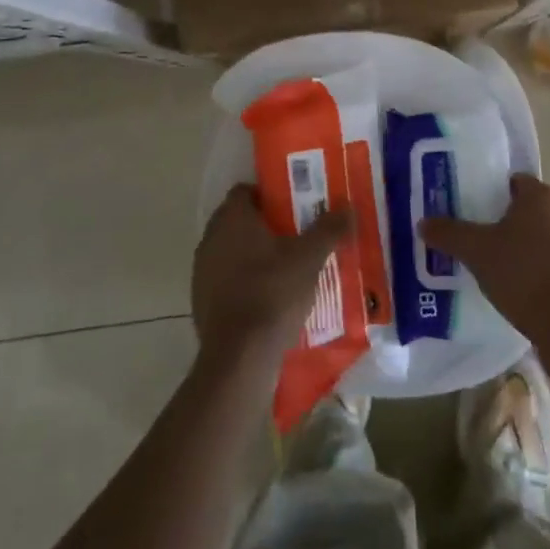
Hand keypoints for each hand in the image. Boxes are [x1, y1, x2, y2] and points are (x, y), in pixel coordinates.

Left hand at [192, 185, 348, 372]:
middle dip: (264, 226)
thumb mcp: (309, 258)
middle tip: (294, 236)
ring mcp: (202, 271)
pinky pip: (225, 280)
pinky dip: (242, 283)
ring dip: (252, 255)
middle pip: (238, 221)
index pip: (245, 191)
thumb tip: (348, 208)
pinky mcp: (200, 301)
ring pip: (231, 252)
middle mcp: (211, 238)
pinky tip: (267, 299)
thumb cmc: (273, 293)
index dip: (268, 196)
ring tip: (284, 268)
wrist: (239, 357)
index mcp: (232, 218)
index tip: (291, 208)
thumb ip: (329, 229)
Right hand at [419, 174, 549, 343]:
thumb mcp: (476, 251)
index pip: (514, 182)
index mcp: (541, 196)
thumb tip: (423, 223)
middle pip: (530, 209)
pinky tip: (524, 291)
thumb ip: (449, 233)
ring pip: (546, 236)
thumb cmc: (522, 273)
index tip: (475, 212)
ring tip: (501, 269)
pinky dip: (544, 270)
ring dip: (528, 247)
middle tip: (483, 240)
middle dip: (509, 222)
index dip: (493, 194)